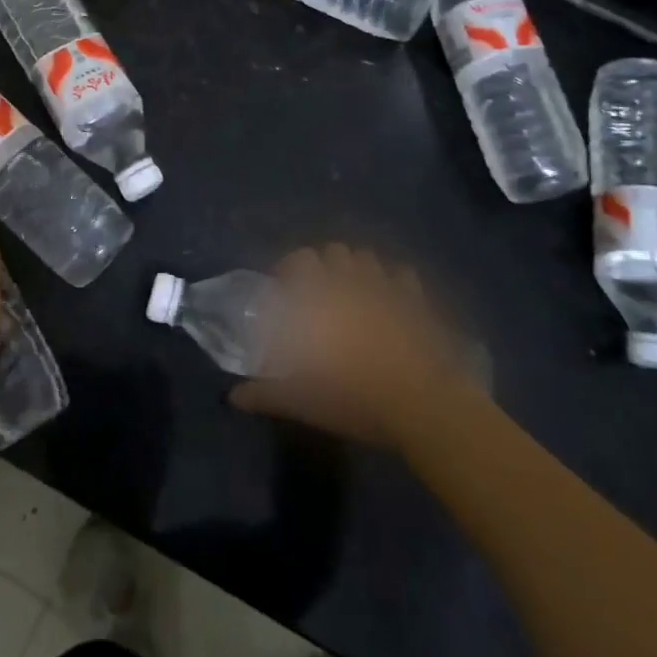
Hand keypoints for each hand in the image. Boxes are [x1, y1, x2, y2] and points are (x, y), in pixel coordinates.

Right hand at [230, 244, 491, 449]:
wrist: (422, 405)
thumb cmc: (354, 398)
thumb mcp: (302, 401)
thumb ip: (266, 393)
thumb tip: (235, 396)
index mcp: (319, 296)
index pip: (299, 260)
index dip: (290, 269)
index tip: (285, 289)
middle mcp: (350, 280)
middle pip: (332, 251)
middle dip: (323, 265)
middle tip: (317, 292)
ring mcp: (386, 285)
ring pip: (365, 257)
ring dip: (355, 268)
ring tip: (352, 293)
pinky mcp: (416, 298)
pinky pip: (401, 274)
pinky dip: (392, 281)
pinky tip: (390, 300)